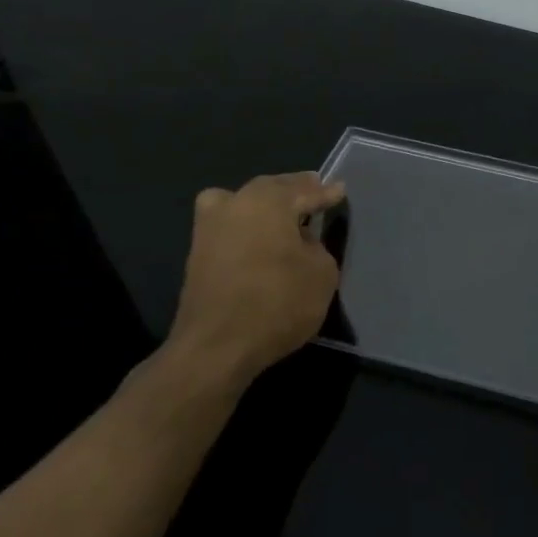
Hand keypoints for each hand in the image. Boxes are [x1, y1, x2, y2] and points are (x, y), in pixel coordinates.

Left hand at [164, 172, 345, 389]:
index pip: (305, 191)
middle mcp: (235, 204)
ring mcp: (209, 228)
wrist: (217, 347)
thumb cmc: (278, 302)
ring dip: (262, 204)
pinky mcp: (197, 255)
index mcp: (268, 201)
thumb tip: (300, 241)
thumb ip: (316, 246)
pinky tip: (260, 239)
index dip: (326, 193)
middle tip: (313, 190)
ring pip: (241, 202)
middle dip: (293, 189)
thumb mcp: (322, 272)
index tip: (340, 190)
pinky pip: (229, 226)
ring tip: (282, 214)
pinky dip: (245, 226)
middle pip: (270, 189)